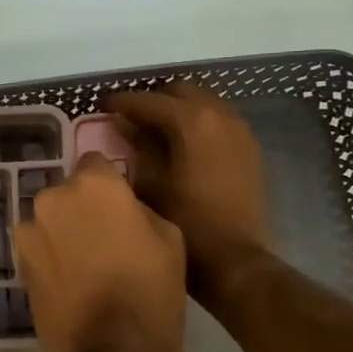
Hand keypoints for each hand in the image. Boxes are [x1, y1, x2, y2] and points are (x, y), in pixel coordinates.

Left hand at [13, 154, 186, 351]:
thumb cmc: (152, 292)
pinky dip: (52, 258)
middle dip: (84, 208)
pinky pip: (40, 248)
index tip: (123, 208)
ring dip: (65, 233)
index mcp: (92, 184)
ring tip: (88, 267)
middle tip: (108, 240)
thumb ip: (139, 208)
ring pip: (51, 220)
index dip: (111, 185)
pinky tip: (72, 284)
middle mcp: (52, 198)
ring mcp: (29, 233)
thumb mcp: (170, 238)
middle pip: (70, 193)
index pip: (97, 162)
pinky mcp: (19, 265)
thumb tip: (121, 207)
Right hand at [104, 84, 271, 303]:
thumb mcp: (150, 183)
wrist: (234, 259)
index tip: (103, 106)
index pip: (150, 101)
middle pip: (182, 92)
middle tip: (130, 117)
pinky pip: (219, 121)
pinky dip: (199, 123)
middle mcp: (220, 116)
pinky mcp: (249, 148)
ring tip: (154, 129)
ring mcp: (240, 131)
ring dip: (179, 109)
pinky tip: (182, 144)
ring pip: (204, 103)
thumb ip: (137, 147)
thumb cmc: (185, 222)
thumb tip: (125, 125)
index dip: (123, 102)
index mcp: (193, 122)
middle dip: (154, 100)